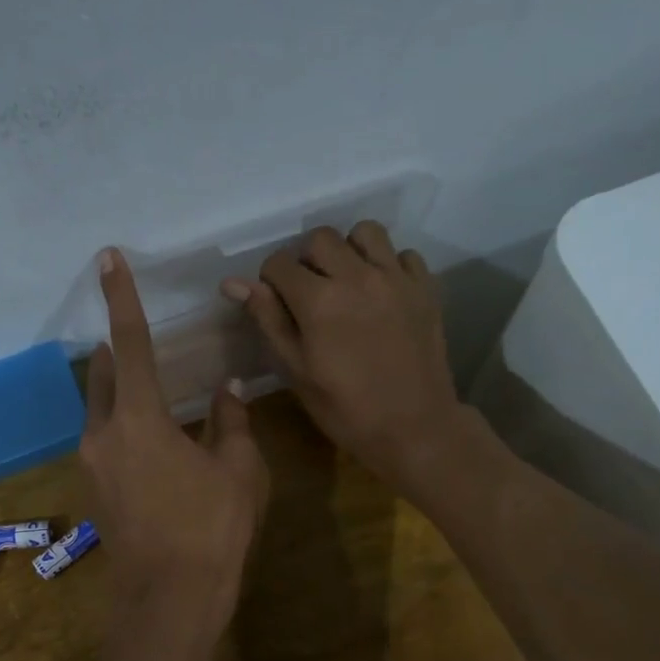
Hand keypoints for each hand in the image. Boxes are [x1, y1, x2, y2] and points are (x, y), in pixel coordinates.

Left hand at [82, 249, 267, 621]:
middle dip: (119, 353)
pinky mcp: (94, 491)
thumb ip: (230, 421)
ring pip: (101, 411)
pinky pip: (105, 441)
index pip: (131, 343)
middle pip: (105, 377)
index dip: (122, 298)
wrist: (169, 600)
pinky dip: (124, 427)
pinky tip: (156, 443)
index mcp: (138, 419)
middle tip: (140, 339)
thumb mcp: (238, 470)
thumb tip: (226, 389)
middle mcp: (102, 435)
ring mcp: (92, 466)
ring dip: (121, 394)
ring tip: (155, 393)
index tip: (107, 260)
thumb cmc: (212, 529)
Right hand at [223, 222, 462, 490]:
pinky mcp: (425, 288)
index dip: (271, 281)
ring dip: (349, 250)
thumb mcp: (296, 370)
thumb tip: (234, 283)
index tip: (278, 303)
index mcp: (319, 300)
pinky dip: (388, 265)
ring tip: (347, 282)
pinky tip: (382, 293)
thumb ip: (268, 320)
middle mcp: (358, 276)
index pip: (279, 263)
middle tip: (310, 293)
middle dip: (306, 260)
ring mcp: (396, 279)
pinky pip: (403, 254)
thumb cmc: (345, 409)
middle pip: (320, 238)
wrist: (414, 428)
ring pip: (365, 233)